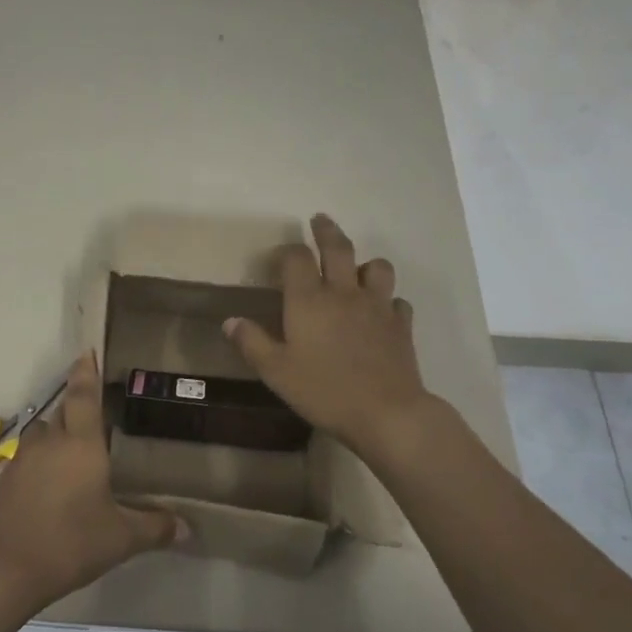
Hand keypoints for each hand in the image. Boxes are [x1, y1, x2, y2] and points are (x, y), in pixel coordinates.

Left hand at [0, 351, 184, 620]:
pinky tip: (54, 483)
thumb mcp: (120, 539)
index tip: (87, 350)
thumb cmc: (69, 544)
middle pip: (63, 412)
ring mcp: (22, 460)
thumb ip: (154, 527)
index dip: (86, 372)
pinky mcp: (6, 479)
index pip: (83, 395)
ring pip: (43, 433)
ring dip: (59, 434)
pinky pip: (29, 456)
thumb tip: (188, 528)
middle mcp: (49, 442)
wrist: (3, 570)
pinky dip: (43, 459)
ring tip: (77, 452)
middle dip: (77, 408)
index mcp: (80, 445)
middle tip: (98, 415)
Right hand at [224, 214, 438, 460]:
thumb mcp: (275, 371)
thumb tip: (230, 321)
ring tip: (357, 269)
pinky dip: (388, 300)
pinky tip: (382, 311)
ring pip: (377, 267)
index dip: (286, 251)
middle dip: (326, 231)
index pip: (296, 258)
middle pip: (338, 248)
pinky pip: (397, 301)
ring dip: (365, 263)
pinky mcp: (401, 325)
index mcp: (308, 300)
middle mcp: (344, 293)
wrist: (386, 412)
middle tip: (319, 219)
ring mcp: (377, 307)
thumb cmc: (323, 390)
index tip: (278, 256)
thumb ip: (251, 342)